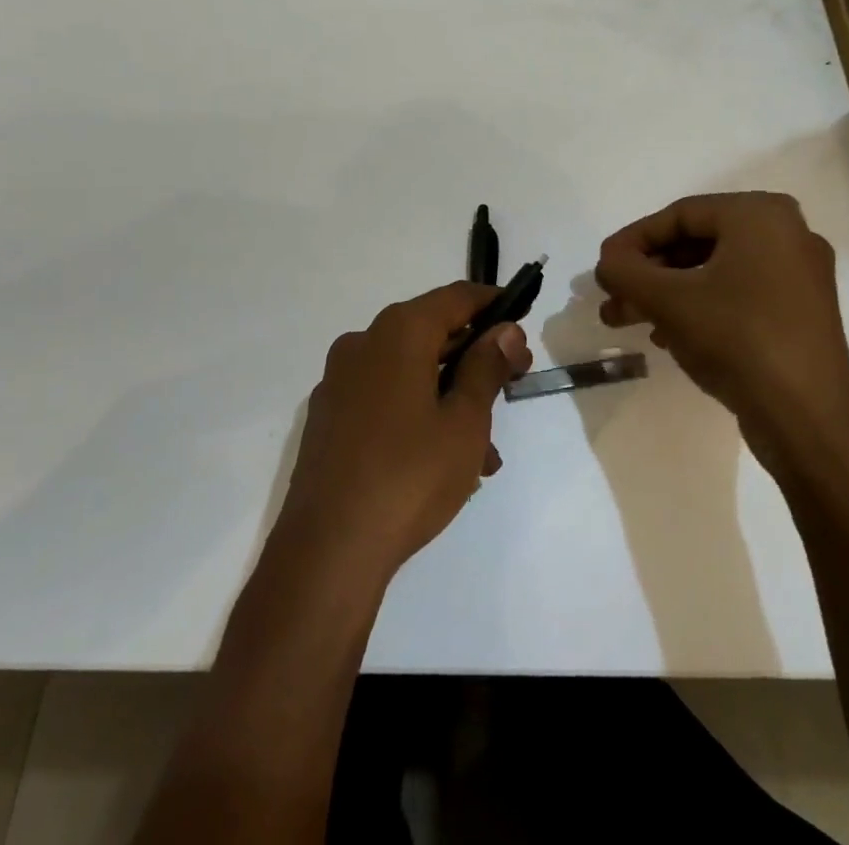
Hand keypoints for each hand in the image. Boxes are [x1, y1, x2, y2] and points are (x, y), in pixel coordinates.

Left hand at [275, 282, 532, 583]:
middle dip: (475, 357)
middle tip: (511, 385)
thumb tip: (505, 330)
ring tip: (484, 451)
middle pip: (431, 332)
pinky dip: (417, 413)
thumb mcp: (465, 421)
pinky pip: (384, 398)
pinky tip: (442, 460)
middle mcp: (363, 343)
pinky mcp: (328, 418)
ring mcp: (339, 381)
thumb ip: (487, 367)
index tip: (521, 327)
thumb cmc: (409, 475)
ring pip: (409, 371)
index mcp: (398, 332)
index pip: (456, 297)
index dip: (493, 306)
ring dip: (450, 396)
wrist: (328, 550)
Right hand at [595, 192, 848, 448]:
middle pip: (696, 243)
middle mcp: (787, 233)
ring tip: (625, 320)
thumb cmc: (737, 340)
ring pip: (714, 272)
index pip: (679, 215)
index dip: (632, 240)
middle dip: (647, 273)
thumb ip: (625, 271)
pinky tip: (665, 336)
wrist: (809, 420)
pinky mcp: (801, 313)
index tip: (603, 268)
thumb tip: (607, 262)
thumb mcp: (668, 300)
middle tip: (612, 297)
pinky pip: (737, 294)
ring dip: (666, 293)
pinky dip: (698, 307)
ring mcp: (799, 275)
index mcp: (761, 215)